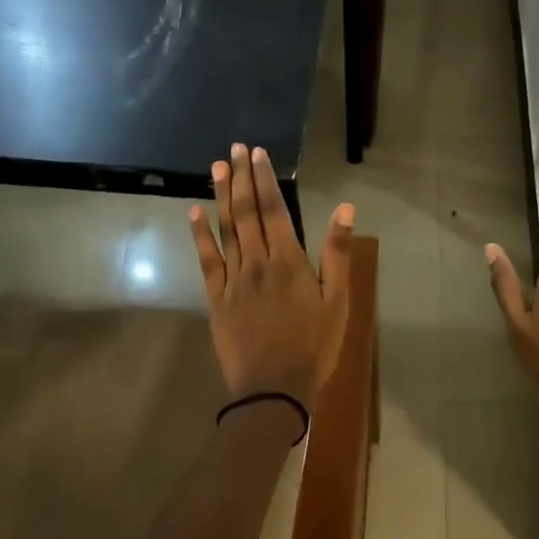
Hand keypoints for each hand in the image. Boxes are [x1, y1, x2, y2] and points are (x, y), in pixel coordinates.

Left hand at [190, 143, 353, 417]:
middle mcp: (257, 262)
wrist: (274, 389)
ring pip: (225, 229)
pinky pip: (206, 260)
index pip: (275, 209)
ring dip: (220, 196)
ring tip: (216, 166)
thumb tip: (344, 209)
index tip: (257, 153)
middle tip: (235, 149)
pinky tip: (194, 213)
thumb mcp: (338, 301)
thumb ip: (337, 253)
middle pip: (247, 212)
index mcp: (289, 261)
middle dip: (241, 177)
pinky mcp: (216, 298)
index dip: (264, 179)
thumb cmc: (314, 346)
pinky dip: (200, 234)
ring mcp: (233, 279)